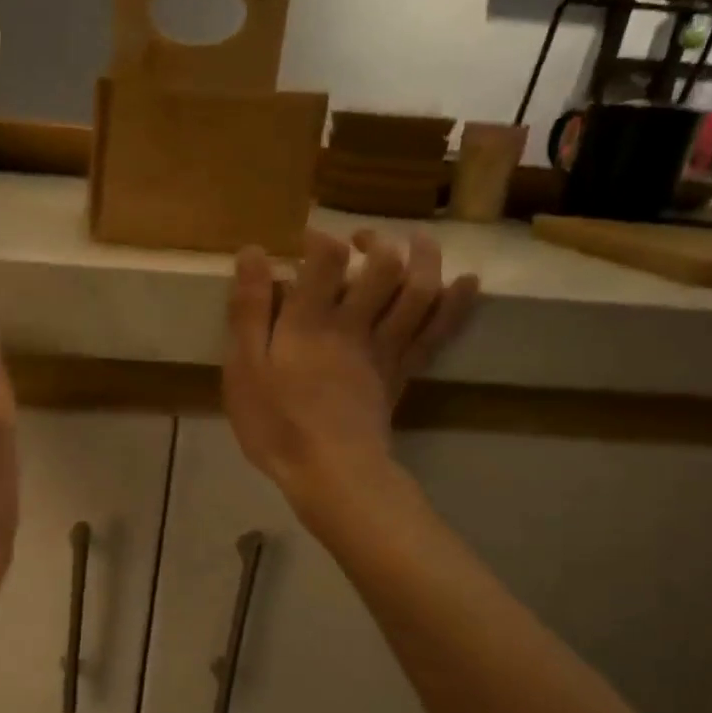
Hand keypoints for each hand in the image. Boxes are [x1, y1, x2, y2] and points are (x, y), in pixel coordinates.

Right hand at [223, 228, 476, 506]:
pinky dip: (455, 303)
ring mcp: (386, 349)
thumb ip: (249, 311)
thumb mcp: (244, 369)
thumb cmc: (277, 424)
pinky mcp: (403, 374)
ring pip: (418, 291)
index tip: (305, 241)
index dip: (319, 239)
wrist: (331, 473)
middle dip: (376, 242)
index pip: (325, 258)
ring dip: (424, 258)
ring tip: (417, 241)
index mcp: (311, 321)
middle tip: (360, 239)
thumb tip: (251, 253)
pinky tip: (466, 282)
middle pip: (383, 267)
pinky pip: (436, 332)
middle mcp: (355, 325)